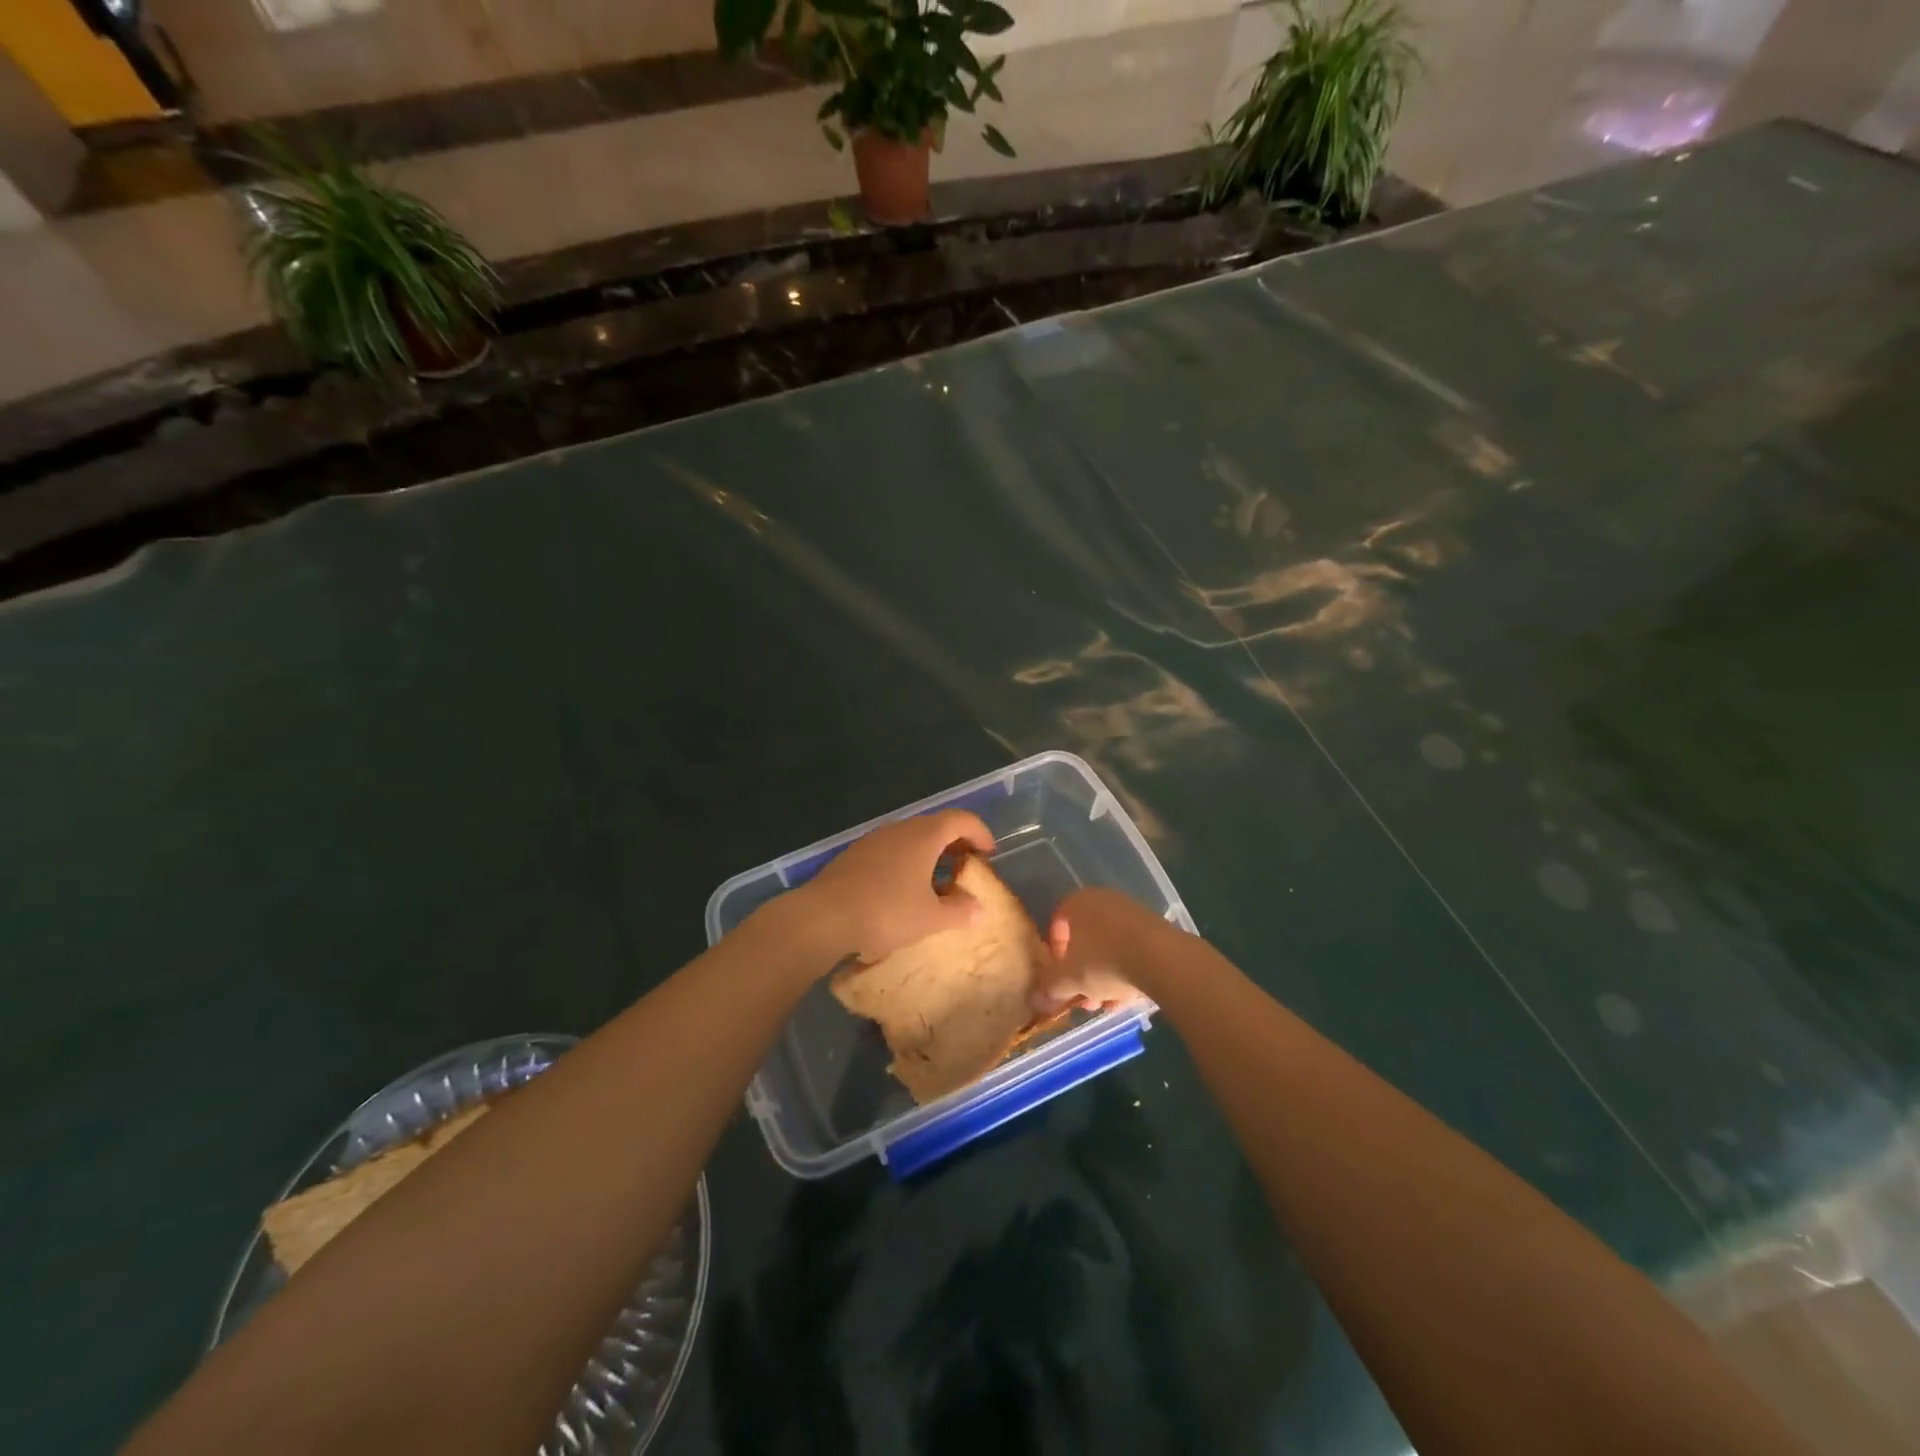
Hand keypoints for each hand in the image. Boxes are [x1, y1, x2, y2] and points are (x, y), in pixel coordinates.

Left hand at [790, 809, 995, 964]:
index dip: (980, 833)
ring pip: (912, 838)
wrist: (823, 917)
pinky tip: (905, 890)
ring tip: (938, 883)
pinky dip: (908, 862)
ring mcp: (874, 839)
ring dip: (930, 854)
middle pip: (936, 826)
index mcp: (924, 836)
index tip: (989, 854)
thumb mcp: (930, 919)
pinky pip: (892, 850)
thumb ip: (960, 911)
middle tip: (967, 868)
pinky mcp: (855, 854)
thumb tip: (979, 908)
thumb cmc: (885, 912)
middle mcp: (900, 829)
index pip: (961, 819)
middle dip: (956, 844)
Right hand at [1033, 886, 1160, 1015]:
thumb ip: (1049, 987)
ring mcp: (1132, 912)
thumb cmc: (1104, 962)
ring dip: (1104, 976)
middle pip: (1085, 938)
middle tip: (1083, 997)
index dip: (1055, 953)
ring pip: (1109, 946)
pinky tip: (1127, 997)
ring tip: (1107, 1004)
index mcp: (1077, 903)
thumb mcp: (1069, 979)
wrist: (1162, 959)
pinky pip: (1132, 949)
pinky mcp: (1155, 928)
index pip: (1057, 924)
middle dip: (1081, 971)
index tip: (1059, 976)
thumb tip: (1035, 998)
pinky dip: (1126, 970)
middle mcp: (1103, 900)